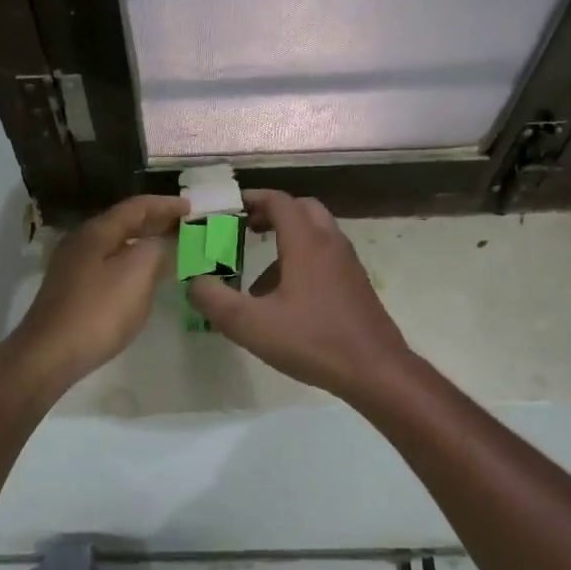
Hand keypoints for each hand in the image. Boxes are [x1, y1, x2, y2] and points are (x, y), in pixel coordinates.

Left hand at [8, 194, 190, 388]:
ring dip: (144, 242)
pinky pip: (109, 264)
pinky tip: (143, 276)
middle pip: (124, 222)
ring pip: (116, 244)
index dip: (166, 205)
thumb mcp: (136, 276)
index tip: (191, 208)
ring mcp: (73, 266)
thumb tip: (160, 245)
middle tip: (185, 226)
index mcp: (97, 231)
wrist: (48, 355)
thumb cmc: (97, 312)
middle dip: (156, 222)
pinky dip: (131, 262)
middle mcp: (82, 241)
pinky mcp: (72, 289)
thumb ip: (155, 252)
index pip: (137, 207)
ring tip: (170, 248)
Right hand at [187, 191, 411, 400]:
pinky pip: (326, 257)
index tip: (228, 208)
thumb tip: (194, 282)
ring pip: (316, 234)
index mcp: (306, 242)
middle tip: (246, 230)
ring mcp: (348, 263)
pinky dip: (303, 260)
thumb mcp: (251, 325)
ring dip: (287, 240)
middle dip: (272, 213)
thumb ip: (215, 301)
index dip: (252, 198)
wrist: (376, 370)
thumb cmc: (313, 341)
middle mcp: (330, 243)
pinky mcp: (356, 284)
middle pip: (302, 208)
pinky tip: (286, 301)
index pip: (278, 201)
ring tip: (258, 278)